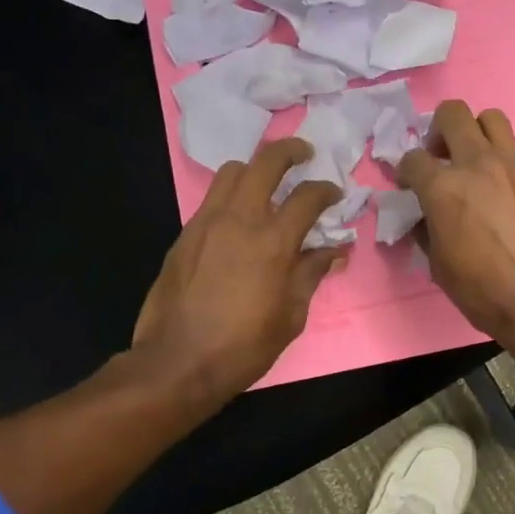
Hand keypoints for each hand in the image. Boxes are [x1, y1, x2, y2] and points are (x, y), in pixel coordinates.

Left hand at [130, 138, 343, 409]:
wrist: (178, 362)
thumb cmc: (245, 345)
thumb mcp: (291, 315)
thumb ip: (311, 274)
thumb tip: (334, 252)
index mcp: (273, 242)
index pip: (307, 197)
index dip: (326, 190)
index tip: (335, 193)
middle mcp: (239, 220)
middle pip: (265, 163)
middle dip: (289, 152)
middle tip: (304, 155)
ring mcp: (206, 223)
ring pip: (232, 173)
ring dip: (255, 169)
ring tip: (267, 184)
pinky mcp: (184, 235)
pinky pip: (211, 199)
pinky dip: (232, 195)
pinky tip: (240, 218)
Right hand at [396, 101, 514, 340]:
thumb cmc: (483, 292)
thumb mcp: (439, 266)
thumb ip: (428, 230)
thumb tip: (427, 218)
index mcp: (444, 188)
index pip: (412, 158)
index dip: (406, 171)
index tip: (410, 185)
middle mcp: (479, 164)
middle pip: (453, 114)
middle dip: (439, 129)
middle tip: (443, 156)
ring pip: (493, 119)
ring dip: (479, 134)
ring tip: (479, 162)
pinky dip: (509, 168)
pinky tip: (512, 197)